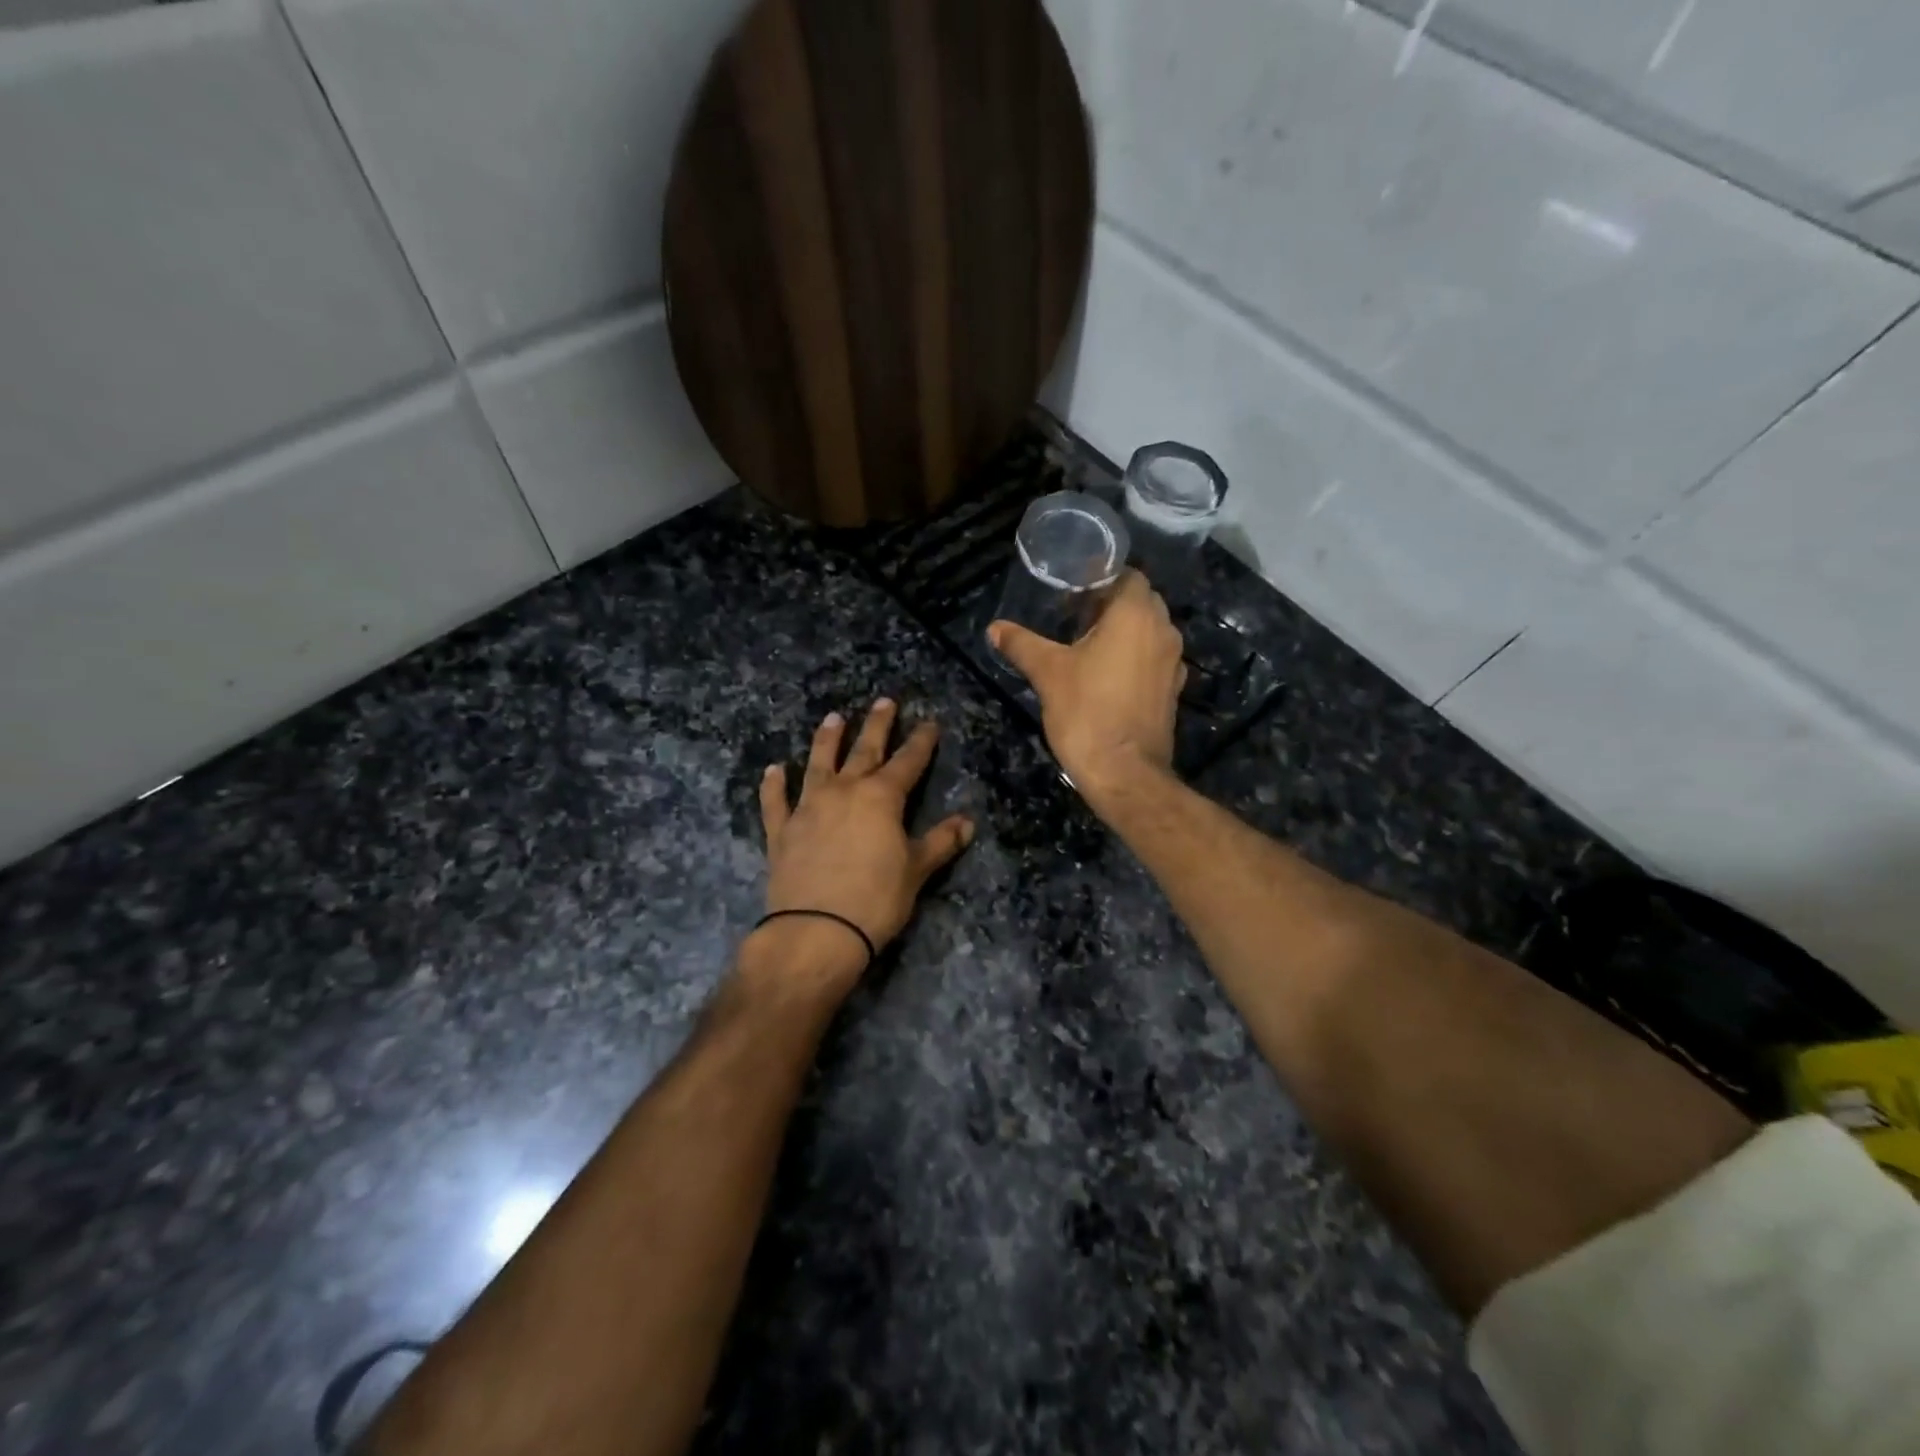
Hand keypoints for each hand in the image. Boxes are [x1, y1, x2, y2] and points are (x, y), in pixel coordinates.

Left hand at [755, 701, 973, 991]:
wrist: (816, 930)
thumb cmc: (876, 899)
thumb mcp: (916, 871)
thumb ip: (940, 842)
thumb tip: (968, 822)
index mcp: (881, 798)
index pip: (907, 762)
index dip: (921, 741)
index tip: (929, 722)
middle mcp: (844, 791)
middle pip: (864, 750)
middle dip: (877, 725)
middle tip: (884, 701)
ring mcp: (808, 807)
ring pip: (818, 764)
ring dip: (826, 740)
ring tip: (833, 718)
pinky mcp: (781, 830)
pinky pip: (776, 801)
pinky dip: (774, 785)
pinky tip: (774, 769)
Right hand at [988, 570, 1185, 805]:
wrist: (1124, 773)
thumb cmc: (1087, 712)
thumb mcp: (1047, 673)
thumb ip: (1022, 644)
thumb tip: (995, 628)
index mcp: (1136, 615)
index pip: (1128, 575)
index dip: (1101, 578)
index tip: (1072, 591)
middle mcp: (1163, 630)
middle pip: (1141, 600)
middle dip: (1112, 603)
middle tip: (1075, 616)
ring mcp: (1173, 662)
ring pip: (1150, 630)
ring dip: (1125, 630)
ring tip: (1088, 644)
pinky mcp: (1172, 689)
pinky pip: (1154, 658)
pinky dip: (1135, 656)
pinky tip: (1108, 674)